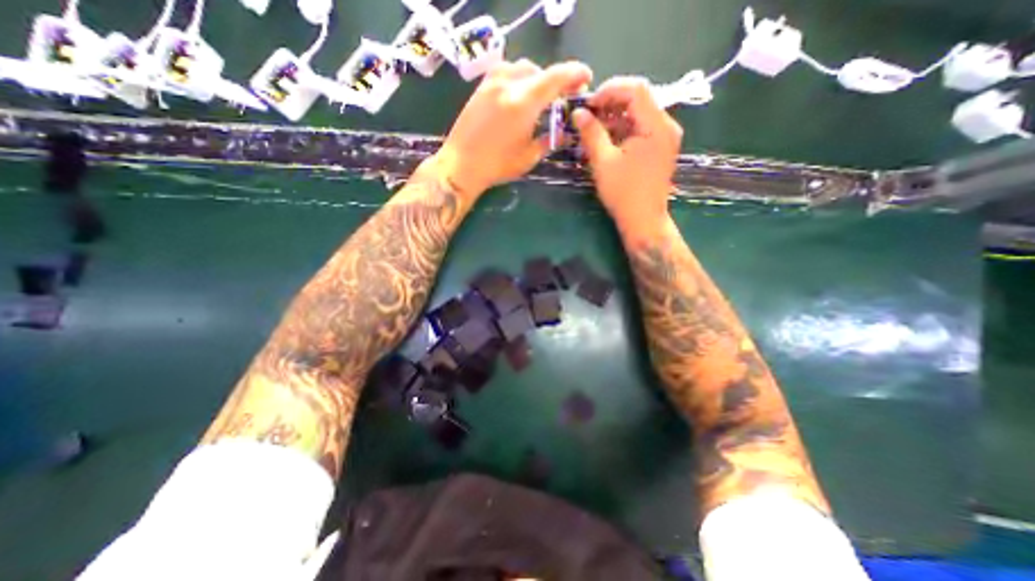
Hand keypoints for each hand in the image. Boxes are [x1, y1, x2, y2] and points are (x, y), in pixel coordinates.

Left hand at [432, 59, 588, 198]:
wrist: (460, 165)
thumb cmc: (497, 166)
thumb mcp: (529, 157)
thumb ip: (549, 140)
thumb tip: (563, 132)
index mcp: (524, 103)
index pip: (556, 76)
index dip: (575, 74)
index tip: (586, 79)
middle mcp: (508, 84)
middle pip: (540, 70)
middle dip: (555, 81)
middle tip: (562, 97)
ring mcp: (491, 83)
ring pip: (522, 67)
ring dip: (536, 79)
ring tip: (540, 98)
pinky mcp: (480, 87)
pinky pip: (506, 72)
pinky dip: (519, 79)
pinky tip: (519, 96)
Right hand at [569, 75, 685, 236]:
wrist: (643, 220)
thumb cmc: (624, 193)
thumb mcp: (603, 162)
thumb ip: (591, 133)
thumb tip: (578, 112)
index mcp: (656, 125)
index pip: (636, 89)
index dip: (609, 90)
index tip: (588, 104)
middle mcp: (666, 125)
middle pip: (638, 99)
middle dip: (610, 103)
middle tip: (588, 116)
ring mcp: (665, 136)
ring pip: (638, 113)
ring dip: (614, 117)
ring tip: (593, 128)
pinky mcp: (659, 147)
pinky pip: (640, 128)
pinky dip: (622, 129)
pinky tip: (606, 139)